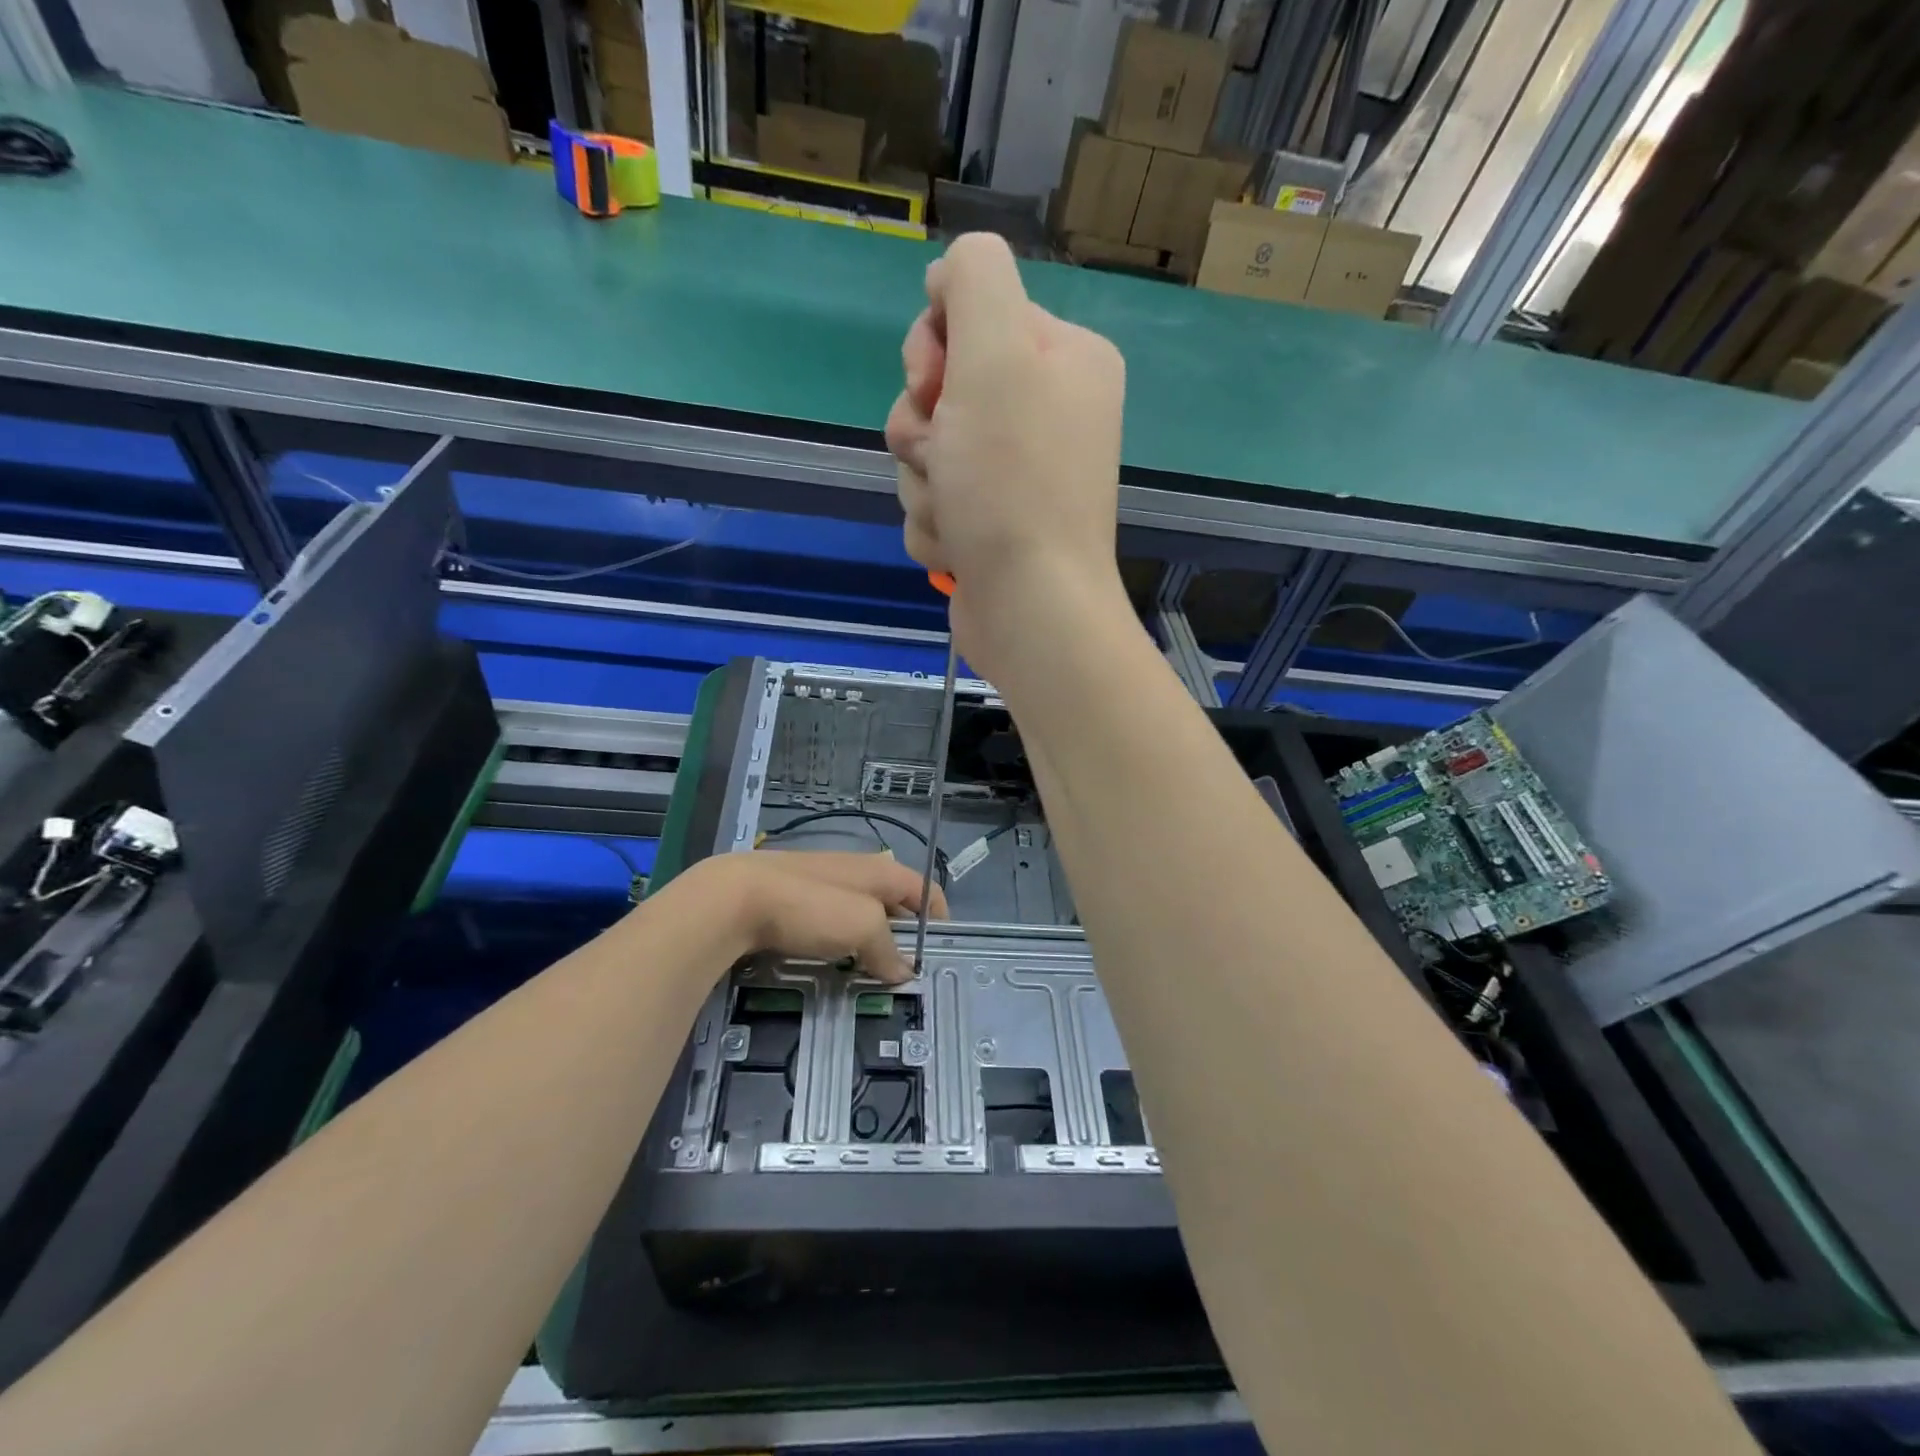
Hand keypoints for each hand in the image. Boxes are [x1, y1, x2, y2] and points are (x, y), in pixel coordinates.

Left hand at [678, 851, 947, 983]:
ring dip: (868, 942)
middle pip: (893, 902)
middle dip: (902, 935)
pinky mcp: (794, 899)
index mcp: (880, 871)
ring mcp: (822, 883)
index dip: (939, 916)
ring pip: (859, 915)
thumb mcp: (862, 927)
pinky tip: (827, 963)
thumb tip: (905, 970)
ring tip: (866, 975)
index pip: (924, 888)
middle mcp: (856, 871)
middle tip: (902, 973)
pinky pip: (828, 922)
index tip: (939, 952)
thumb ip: (888, 949)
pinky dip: (837, 942)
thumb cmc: (810, 907)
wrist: (734, 899)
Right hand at [885, 233, 1129, 680]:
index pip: (969, 314)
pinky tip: (960, 550)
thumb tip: (948, 277)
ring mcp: (1018, 476)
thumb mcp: (995, 352)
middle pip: (939, 390)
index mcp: (1063, 359)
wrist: (1031, 608)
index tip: (936, 385)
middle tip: (945, 459)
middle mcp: (1047, 412)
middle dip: (921, 430)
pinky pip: (933, 505)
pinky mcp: (992, 526)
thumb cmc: (1013, 482)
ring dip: (924, 486)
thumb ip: (974, 279)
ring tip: (956, 517)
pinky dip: (935, 528)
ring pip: (927, 454)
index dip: (933, 350)